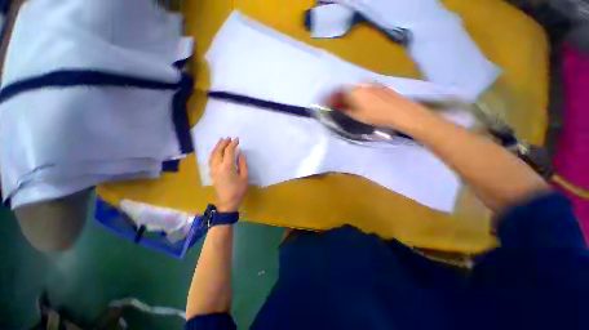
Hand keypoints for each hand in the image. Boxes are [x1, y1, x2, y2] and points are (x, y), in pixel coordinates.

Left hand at [209, 138, 248, 212]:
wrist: (227, 202)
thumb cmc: (238, 190)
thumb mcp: (244, 177)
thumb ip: (242, 163)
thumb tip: (240, 153)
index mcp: (227, 167)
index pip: (229, 151)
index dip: (233, 144)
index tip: (237, 139)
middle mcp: (217, 166)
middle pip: (218, 151)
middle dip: (223, 143)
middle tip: (229, 137)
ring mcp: (213, 169)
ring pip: (213, 154)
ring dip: (217, 146)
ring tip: (222, 141)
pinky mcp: (211, 172)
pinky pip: (211, 159)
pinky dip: (214, 152)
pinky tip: (218, 151)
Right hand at [328, 84, 432, 133]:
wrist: (401, 112)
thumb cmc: (376, 115)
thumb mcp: (357, 116)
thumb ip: (343, 111)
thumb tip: (334, 108)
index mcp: (354, 90)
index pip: (336, 92)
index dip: (327, 98)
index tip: (322, 104)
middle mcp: (362, 84)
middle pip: (344, 90)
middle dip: (337, 97)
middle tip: (334, 106)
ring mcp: (371, 84)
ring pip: (354, 89)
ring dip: (347, 97)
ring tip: (345, 106)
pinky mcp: (379, 87)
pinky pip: (362, 90)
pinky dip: (356, 96)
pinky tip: (358, 102)